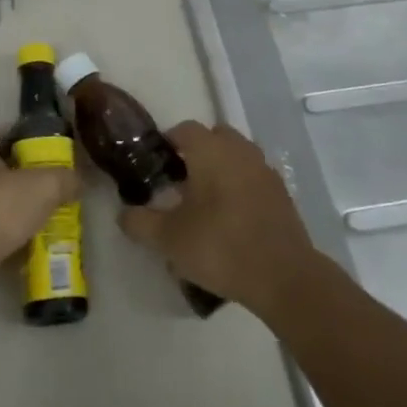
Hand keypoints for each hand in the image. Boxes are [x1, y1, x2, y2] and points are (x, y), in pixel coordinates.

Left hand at [0, 129, 79, 277]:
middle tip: (47, 196)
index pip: (5, 135)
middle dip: (18, 181)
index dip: (31, 148)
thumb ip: (64, 179)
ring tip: (34, 224)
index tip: (52, 166)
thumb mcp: (43, 187)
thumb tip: (78, 181)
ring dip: (4, 209)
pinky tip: (13, 246)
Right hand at [118, 122, 318, 314]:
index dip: (167, 143)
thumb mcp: (168, 239)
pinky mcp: (281, 193)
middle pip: (214, 137)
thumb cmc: (219, 246)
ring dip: (220, 168)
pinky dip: (240, 186)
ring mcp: (264, 170)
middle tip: (179, 182)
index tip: (155, 167)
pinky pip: (253, 177)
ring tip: (204, 201)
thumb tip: (124, 214)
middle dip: (196, 153)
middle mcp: (239, 150)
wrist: (283, 276)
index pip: (184, 129)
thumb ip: (140, 222)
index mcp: (210, 150)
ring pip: (236, 156)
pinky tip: (230, 217)